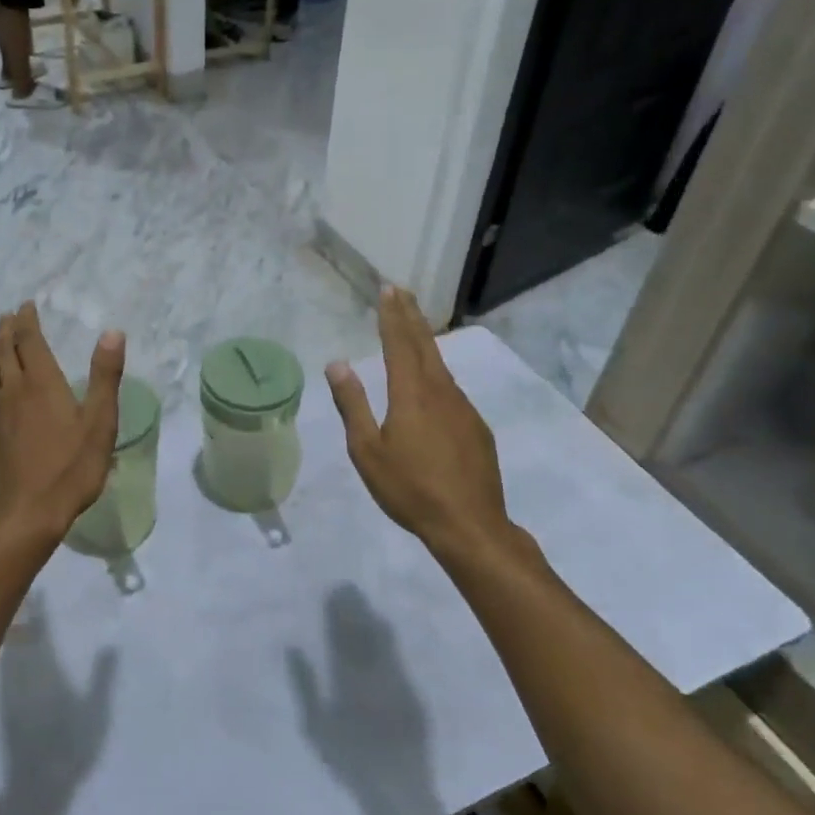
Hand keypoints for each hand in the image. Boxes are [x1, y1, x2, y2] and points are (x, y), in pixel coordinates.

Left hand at [0, 303, 125, 547]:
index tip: (26, 305)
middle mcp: (13, 391)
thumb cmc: (69, 468)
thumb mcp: (99, 422)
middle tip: (8, 315)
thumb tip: (112, 332)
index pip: (29, 341)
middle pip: (6, 352)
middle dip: (8, 330)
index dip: (27, 321)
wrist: (24, 515)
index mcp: (41, 383)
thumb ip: (105, 376)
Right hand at [326, 288, 531, 568]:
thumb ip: (353, 405)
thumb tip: (338, 364)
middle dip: (411, 316)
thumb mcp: (368, 451)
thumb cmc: (410, 489)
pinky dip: (437, 374)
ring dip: (425, 342)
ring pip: (441, 366)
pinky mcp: (476, 427)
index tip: (388, 289)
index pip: (399, 343)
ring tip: (414, 328)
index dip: (392, 315)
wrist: (470, 525)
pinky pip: (452, 390)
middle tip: (403, 292)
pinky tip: (432, 384)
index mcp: (411, 394)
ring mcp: (464, 408)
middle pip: (424, 345)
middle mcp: (441, 392)